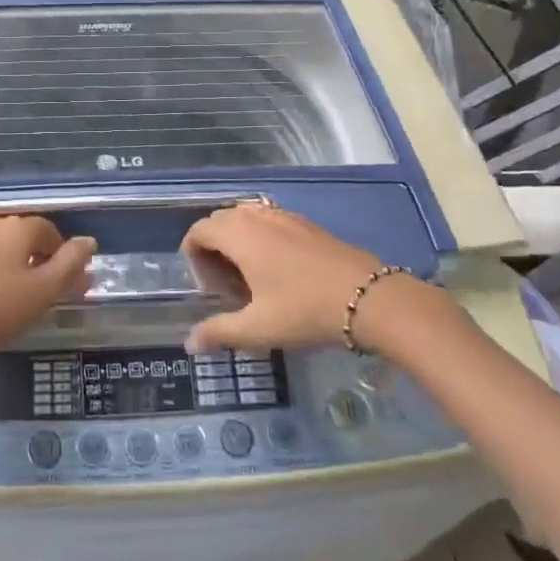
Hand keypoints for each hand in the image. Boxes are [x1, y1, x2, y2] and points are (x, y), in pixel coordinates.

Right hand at [181, 202, 433, 353]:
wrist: (370, 298)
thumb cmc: (305, 311)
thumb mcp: (258, 328)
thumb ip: (219, 332)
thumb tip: (189, 343)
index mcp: (240, 235)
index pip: (200, 230)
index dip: (193, 254)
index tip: (205, 286)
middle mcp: (258, 217)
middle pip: (221, 219)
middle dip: (212, 246)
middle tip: (223, 284)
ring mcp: (285, 216)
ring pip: (246, 217)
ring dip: (236, 239)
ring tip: (248, 275)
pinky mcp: (307, 223)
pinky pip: (269, 220)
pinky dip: (260, 236)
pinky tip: (277, 269)